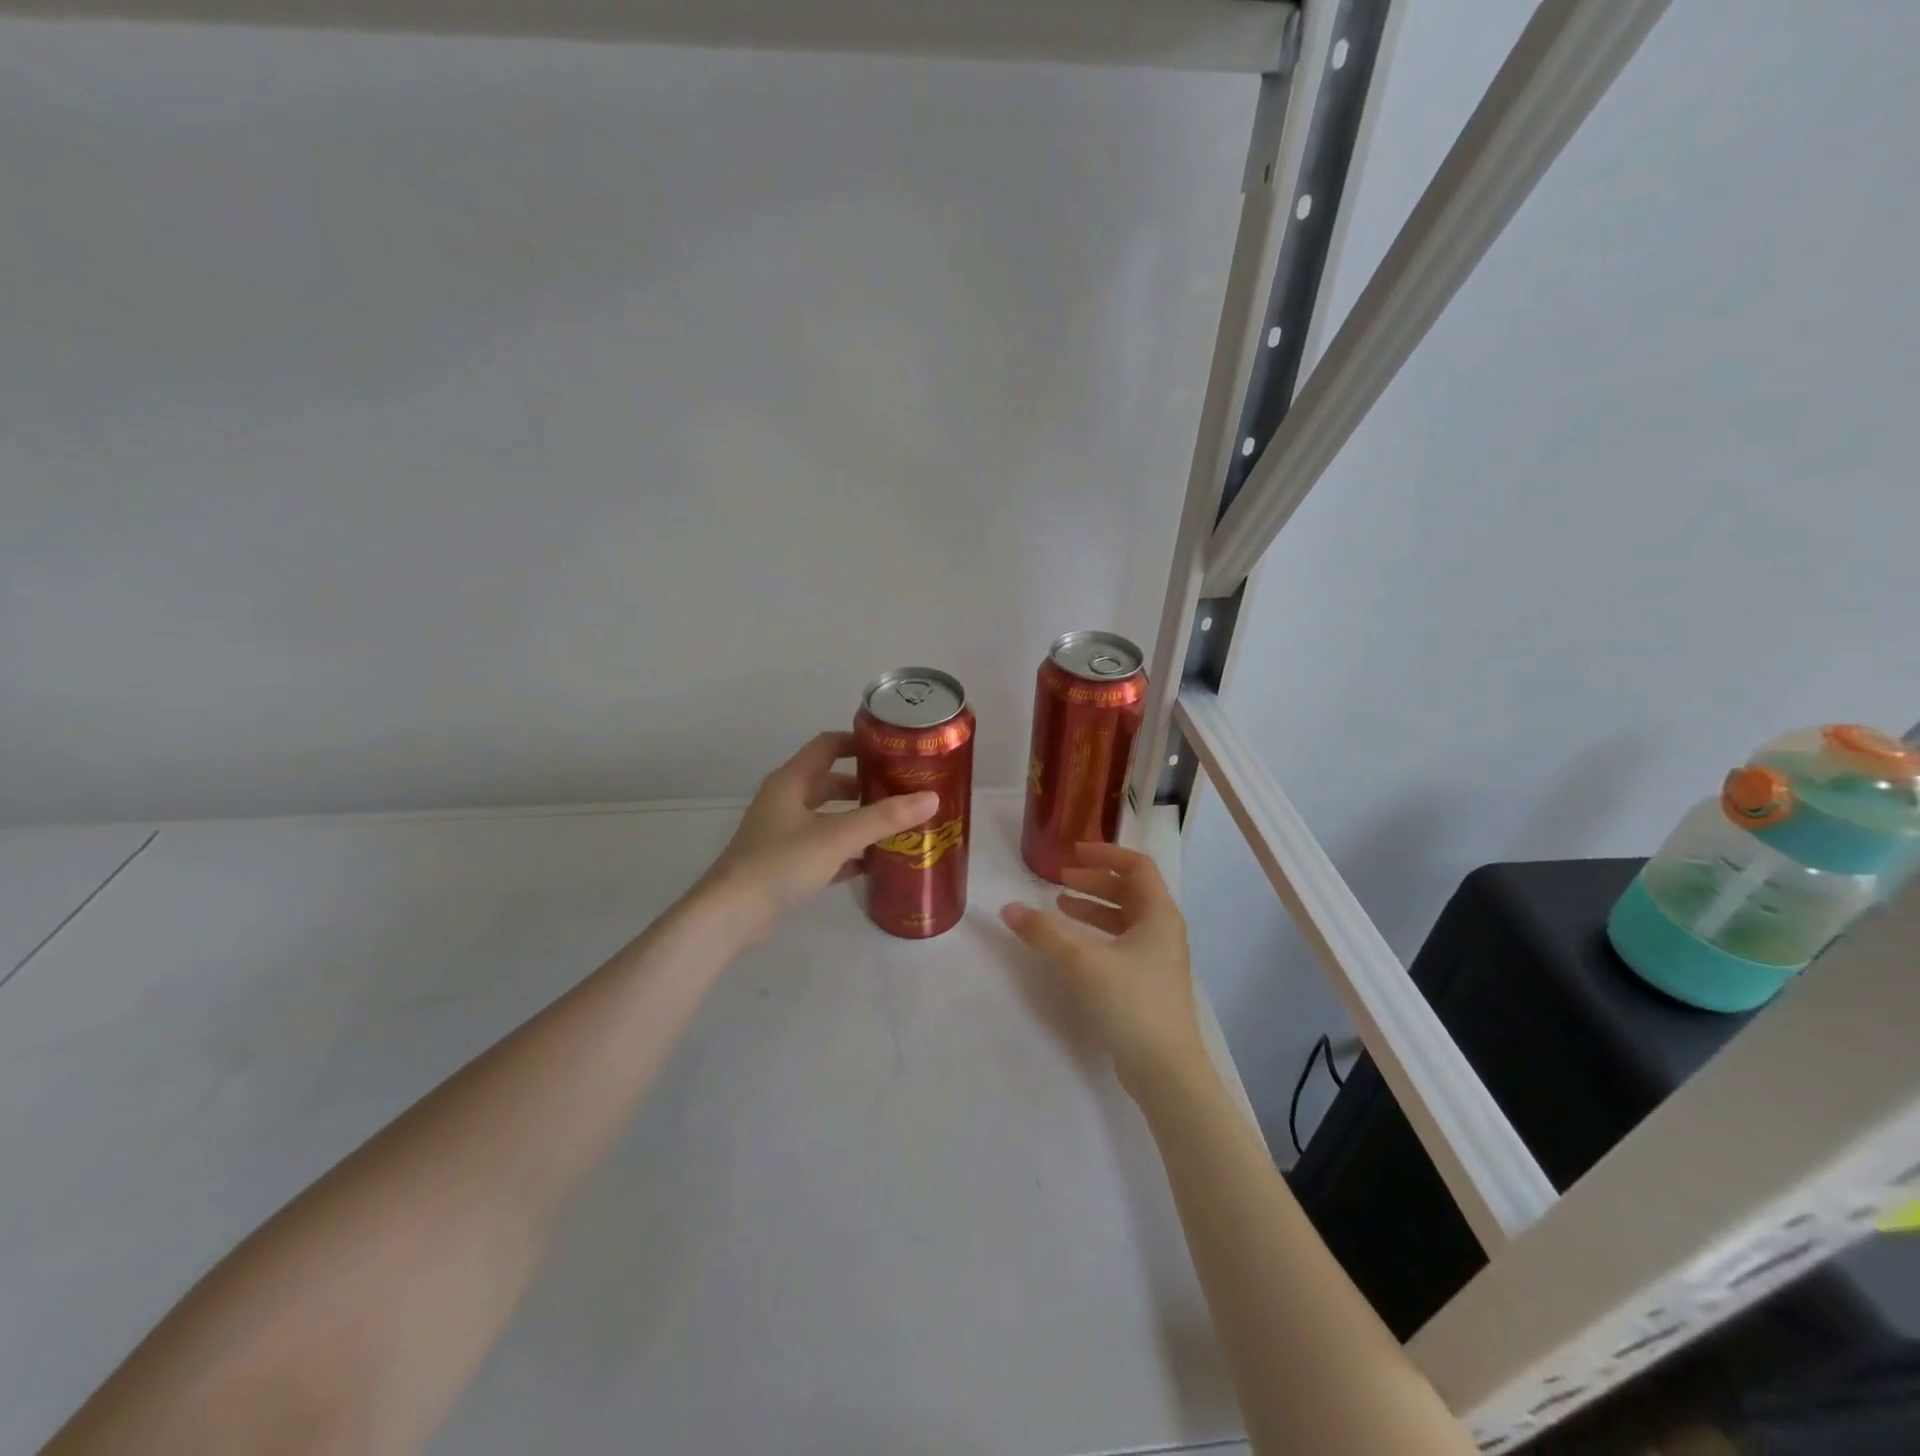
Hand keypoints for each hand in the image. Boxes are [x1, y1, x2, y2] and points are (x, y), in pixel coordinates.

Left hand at [699, 732, 938, 943]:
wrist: (731, 915)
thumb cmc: (781, 863)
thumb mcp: (838, 836)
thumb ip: (884, 817)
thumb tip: (932, 798)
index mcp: (791, 781)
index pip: (827, 745)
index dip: (858, 742)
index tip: (893, 748)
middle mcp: (785, 800)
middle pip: (829, 781)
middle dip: (864, 783)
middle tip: (901, 789)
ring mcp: (782, 833)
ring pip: (827, 815)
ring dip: (857, 817)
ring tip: (895, 824)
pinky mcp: (784, 863)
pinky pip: (822, 847)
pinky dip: (846, 850)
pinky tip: (873, 862)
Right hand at [1001, 844, 1207, 1099]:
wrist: (1166, 1069)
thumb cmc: (1131, 1002)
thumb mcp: (1082, 962)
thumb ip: (1044, 933)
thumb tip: (1008, 909)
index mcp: (1159, 914)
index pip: (1137, 866)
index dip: (1105, 854)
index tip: (1073, 853)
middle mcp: (1163, 930)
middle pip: (1129, 890)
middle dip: (1094, 880)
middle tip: (1059, 880)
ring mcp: (1158, 958)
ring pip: (1124, 918)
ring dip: (1093, 907)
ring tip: (1059, 906)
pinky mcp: (1148, 982)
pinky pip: (1121, 942)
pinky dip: (1097, 933)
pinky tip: (1072, 945)